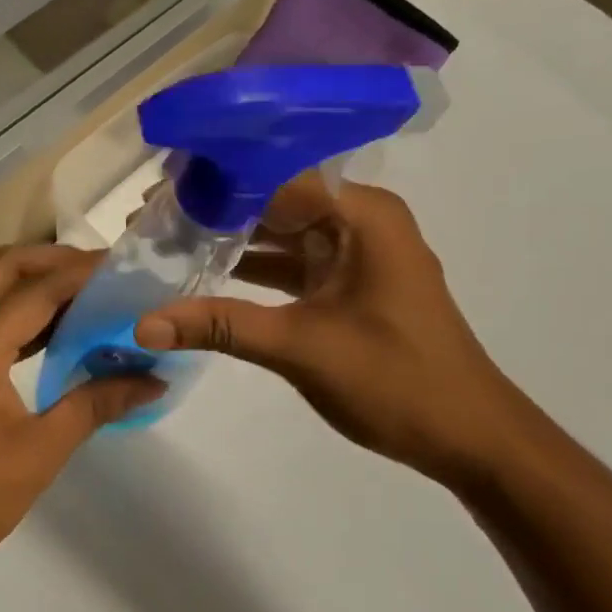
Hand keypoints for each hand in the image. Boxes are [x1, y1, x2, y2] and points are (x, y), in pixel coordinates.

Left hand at [0, 245, 162, 583]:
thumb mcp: (41, 452)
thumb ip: (97, 404)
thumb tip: (152, 380)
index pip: (36, 291)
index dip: (82, 273)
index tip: (123, 267)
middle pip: (1, 267)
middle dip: (52, 259)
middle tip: (100, 272)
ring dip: (30, 281)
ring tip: (82, 295)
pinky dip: (10, 308)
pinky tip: (46, 332)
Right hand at [135, 179, 517, 485]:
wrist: (468, 436)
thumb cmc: (395, 380)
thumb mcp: (300, 347)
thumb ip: (220, 326)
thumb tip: (143, 324)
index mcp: (361, 214)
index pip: (276, 176)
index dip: (216, 179)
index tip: (160, 187)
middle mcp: (361, 220)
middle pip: (277, 199)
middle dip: (217, 208)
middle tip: (152, 215)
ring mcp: (358, 253)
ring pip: (283, 232)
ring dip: (232, 239)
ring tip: (168, 239)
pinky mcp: (351, 284)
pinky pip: (295, 263)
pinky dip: (256, 269)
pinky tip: (207, 274)